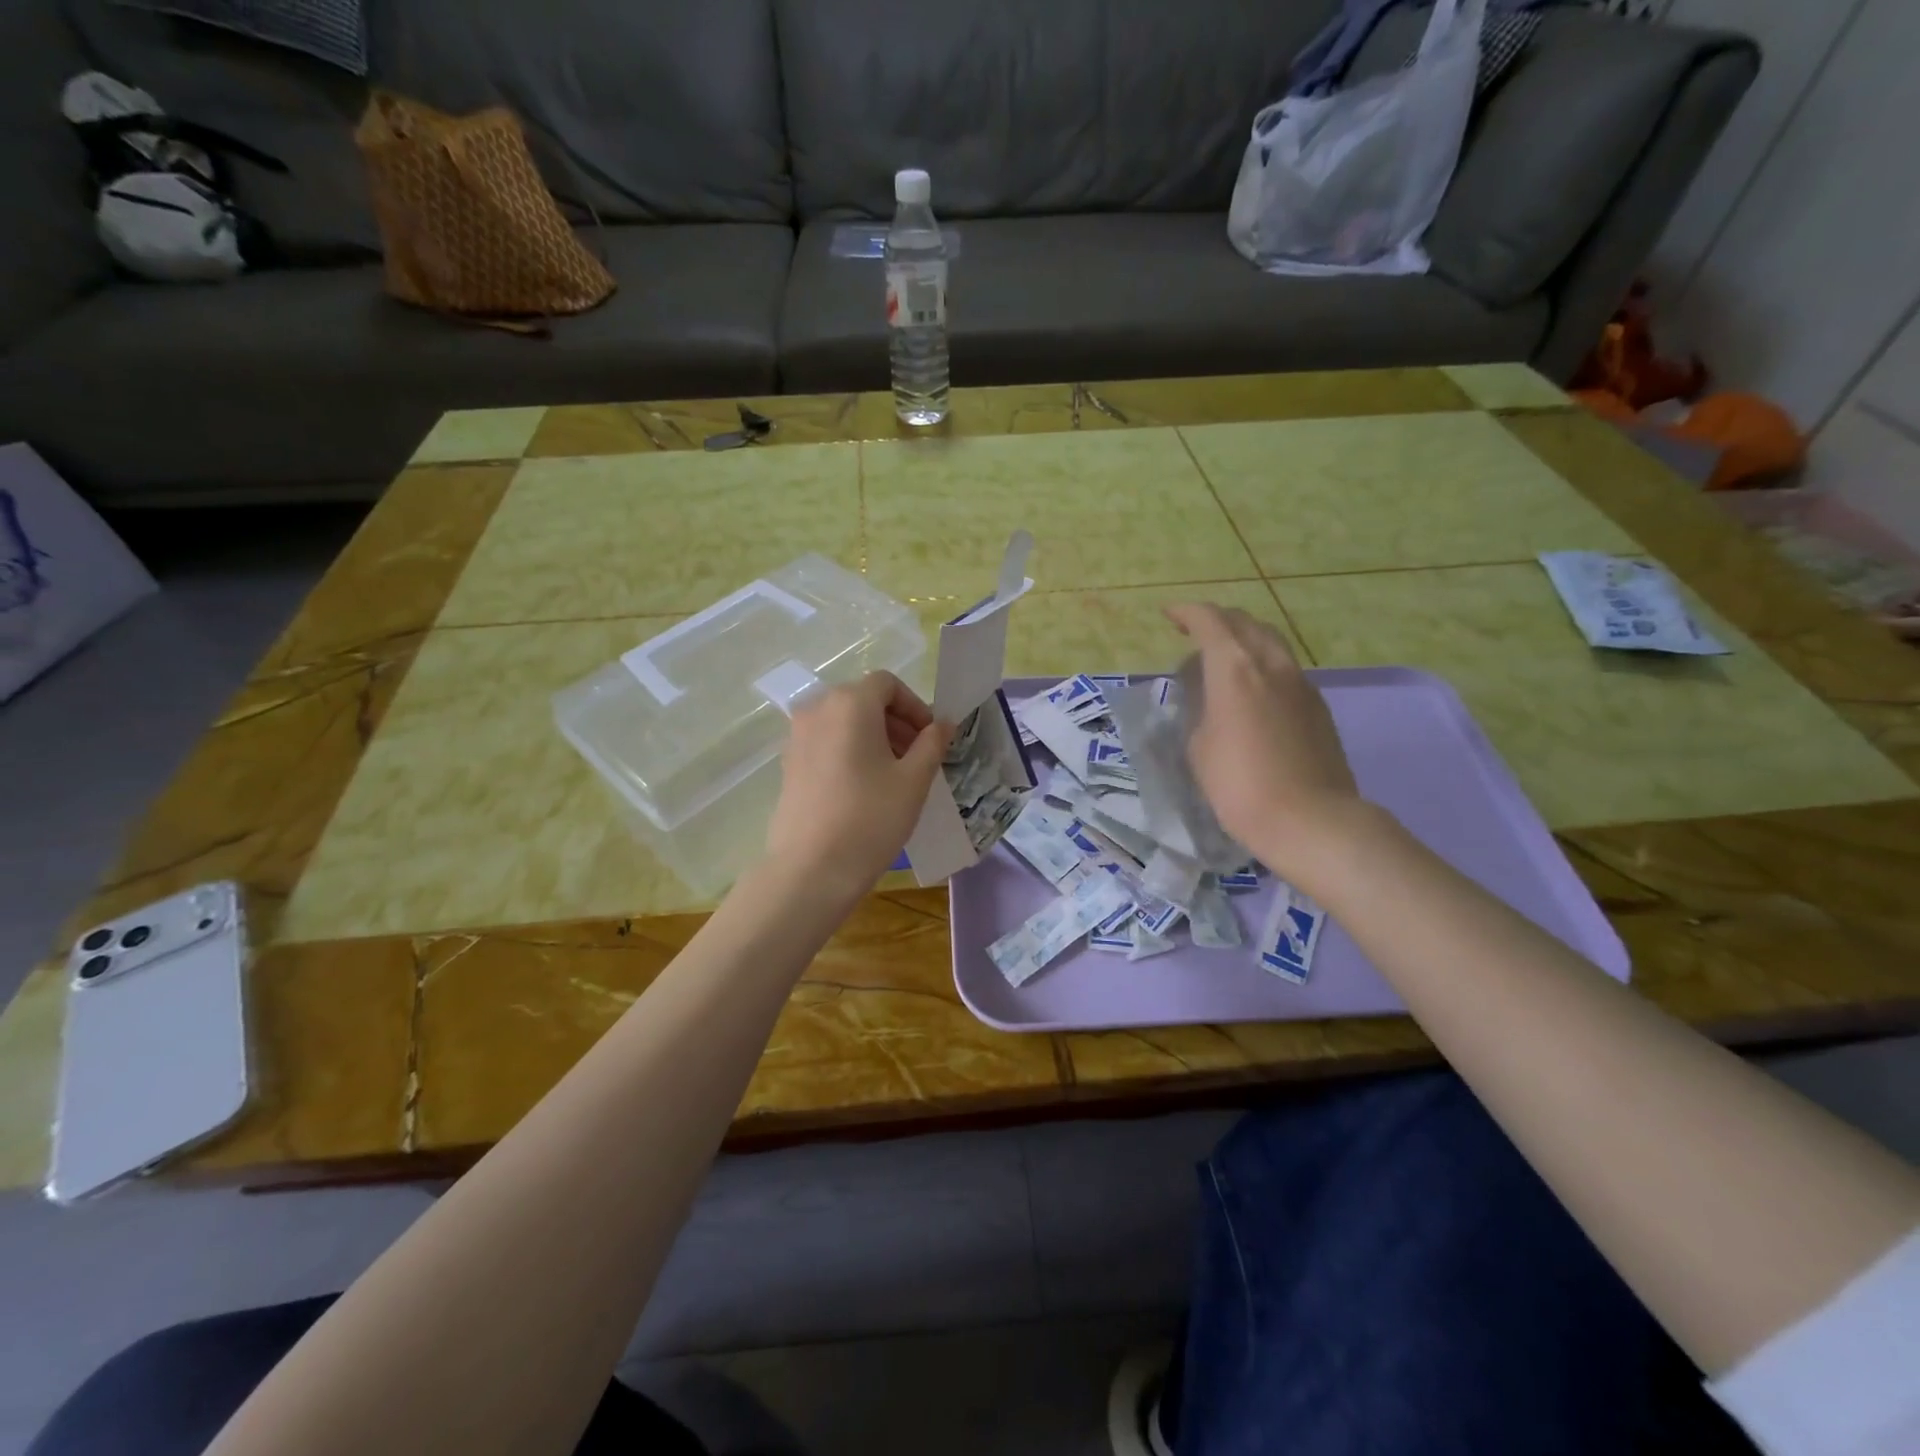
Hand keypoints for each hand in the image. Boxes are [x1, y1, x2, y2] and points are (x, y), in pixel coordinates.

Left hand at [764, 672, 951, 896]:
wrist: (811, 869)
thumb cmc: (870, 818)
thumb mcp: (914, 780)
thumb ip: (932, 743)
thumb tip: (943, 724)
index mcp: (850, 703)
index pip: (887, 684)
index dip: (914, 706)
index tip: (931, 738)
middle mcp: (817, 709)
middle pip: (864, 700)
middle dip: (896, 722)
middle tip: (919, 757)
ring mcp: (797, 736)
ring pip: (844, 722)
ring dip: (874, 736)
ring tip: (895, 774)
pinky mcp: (788, 763)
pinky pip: (826, 742)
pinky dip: (850, 750)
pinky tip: (865, 787)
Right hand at [1165, 603, 1363, 881]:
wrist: (1309, 819)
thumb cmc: (1239, 785)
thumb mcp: (1199, 748)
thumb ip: (1200, 712)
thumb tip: (1211, 703)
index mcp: (1234, 668)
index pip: (1209, 621)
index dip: (1186, 613)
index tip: (1169, 616)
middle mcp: (1271, 664)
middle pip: (1245, 622)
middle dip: (1217, 620)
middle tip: (1195, 633)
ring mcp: (1300, 683)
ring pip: (1270, 642)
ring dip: (1243, 640)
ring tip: (1223, 660)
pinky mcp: (1318, 706)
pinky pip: (1285, 669)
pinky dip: (1263, 665)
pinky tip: (1253, 691)